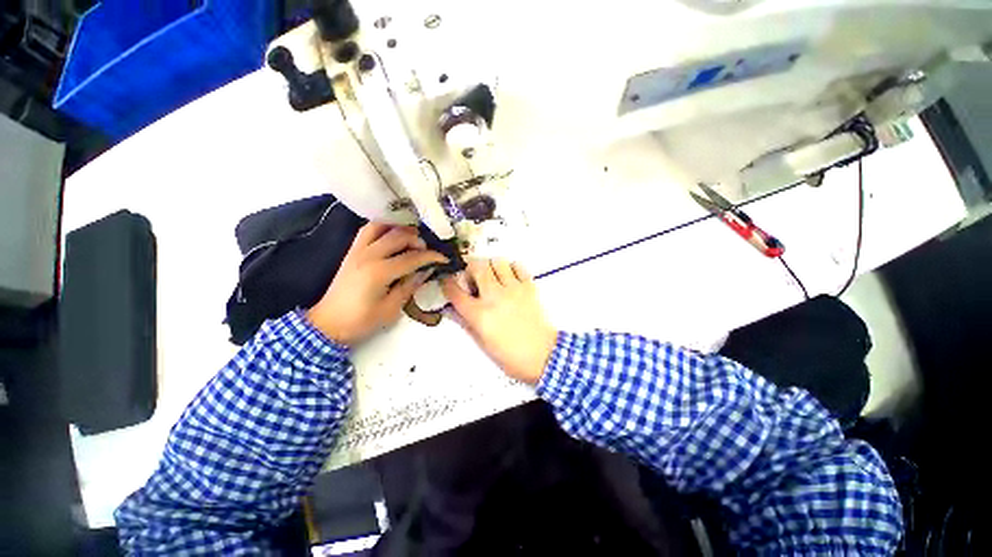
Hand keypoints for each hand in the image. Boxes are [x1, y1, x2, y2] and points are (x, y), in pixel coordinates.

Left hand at [307, 223, 447, 344]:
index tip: (443, 259)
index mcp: (379, 272)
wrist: (329, 323)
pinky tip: (389, 235)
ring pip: (381, 226)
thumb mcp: (388, 311)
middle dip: (417, 240)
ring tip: (410, 238)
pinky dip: (381, 228)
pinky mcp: (351, 252)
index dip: (430, 257)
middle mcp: (369, 255)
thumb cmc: (359, 322)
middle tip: (427, 250)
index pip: (411, 257)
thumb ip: (407, 288)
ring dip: (398, 228)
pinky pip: (367, 230)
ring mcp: (358, 250)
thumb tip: (423, 272)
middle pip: (399, 236)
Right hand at [442, 260, 557, 384]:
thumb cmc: (512, 356)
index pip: (455, 291)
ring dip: (491, 267)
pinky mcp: (529, 287)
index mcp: (479, 315)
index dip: (447, 284)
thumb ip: (466, 322)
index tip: (448, 283)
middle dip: (470, 269)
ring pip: (497, 261)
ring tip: (492, 278)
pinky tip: (510, 280)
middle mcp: (494, 297)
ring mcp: (513, 290)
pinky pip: (518, 266)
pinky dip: (511, 268)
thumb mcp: (482, 343)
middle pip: (476, 266)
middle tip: (472, 278)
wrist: (543, 356)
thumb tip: (453, 310)